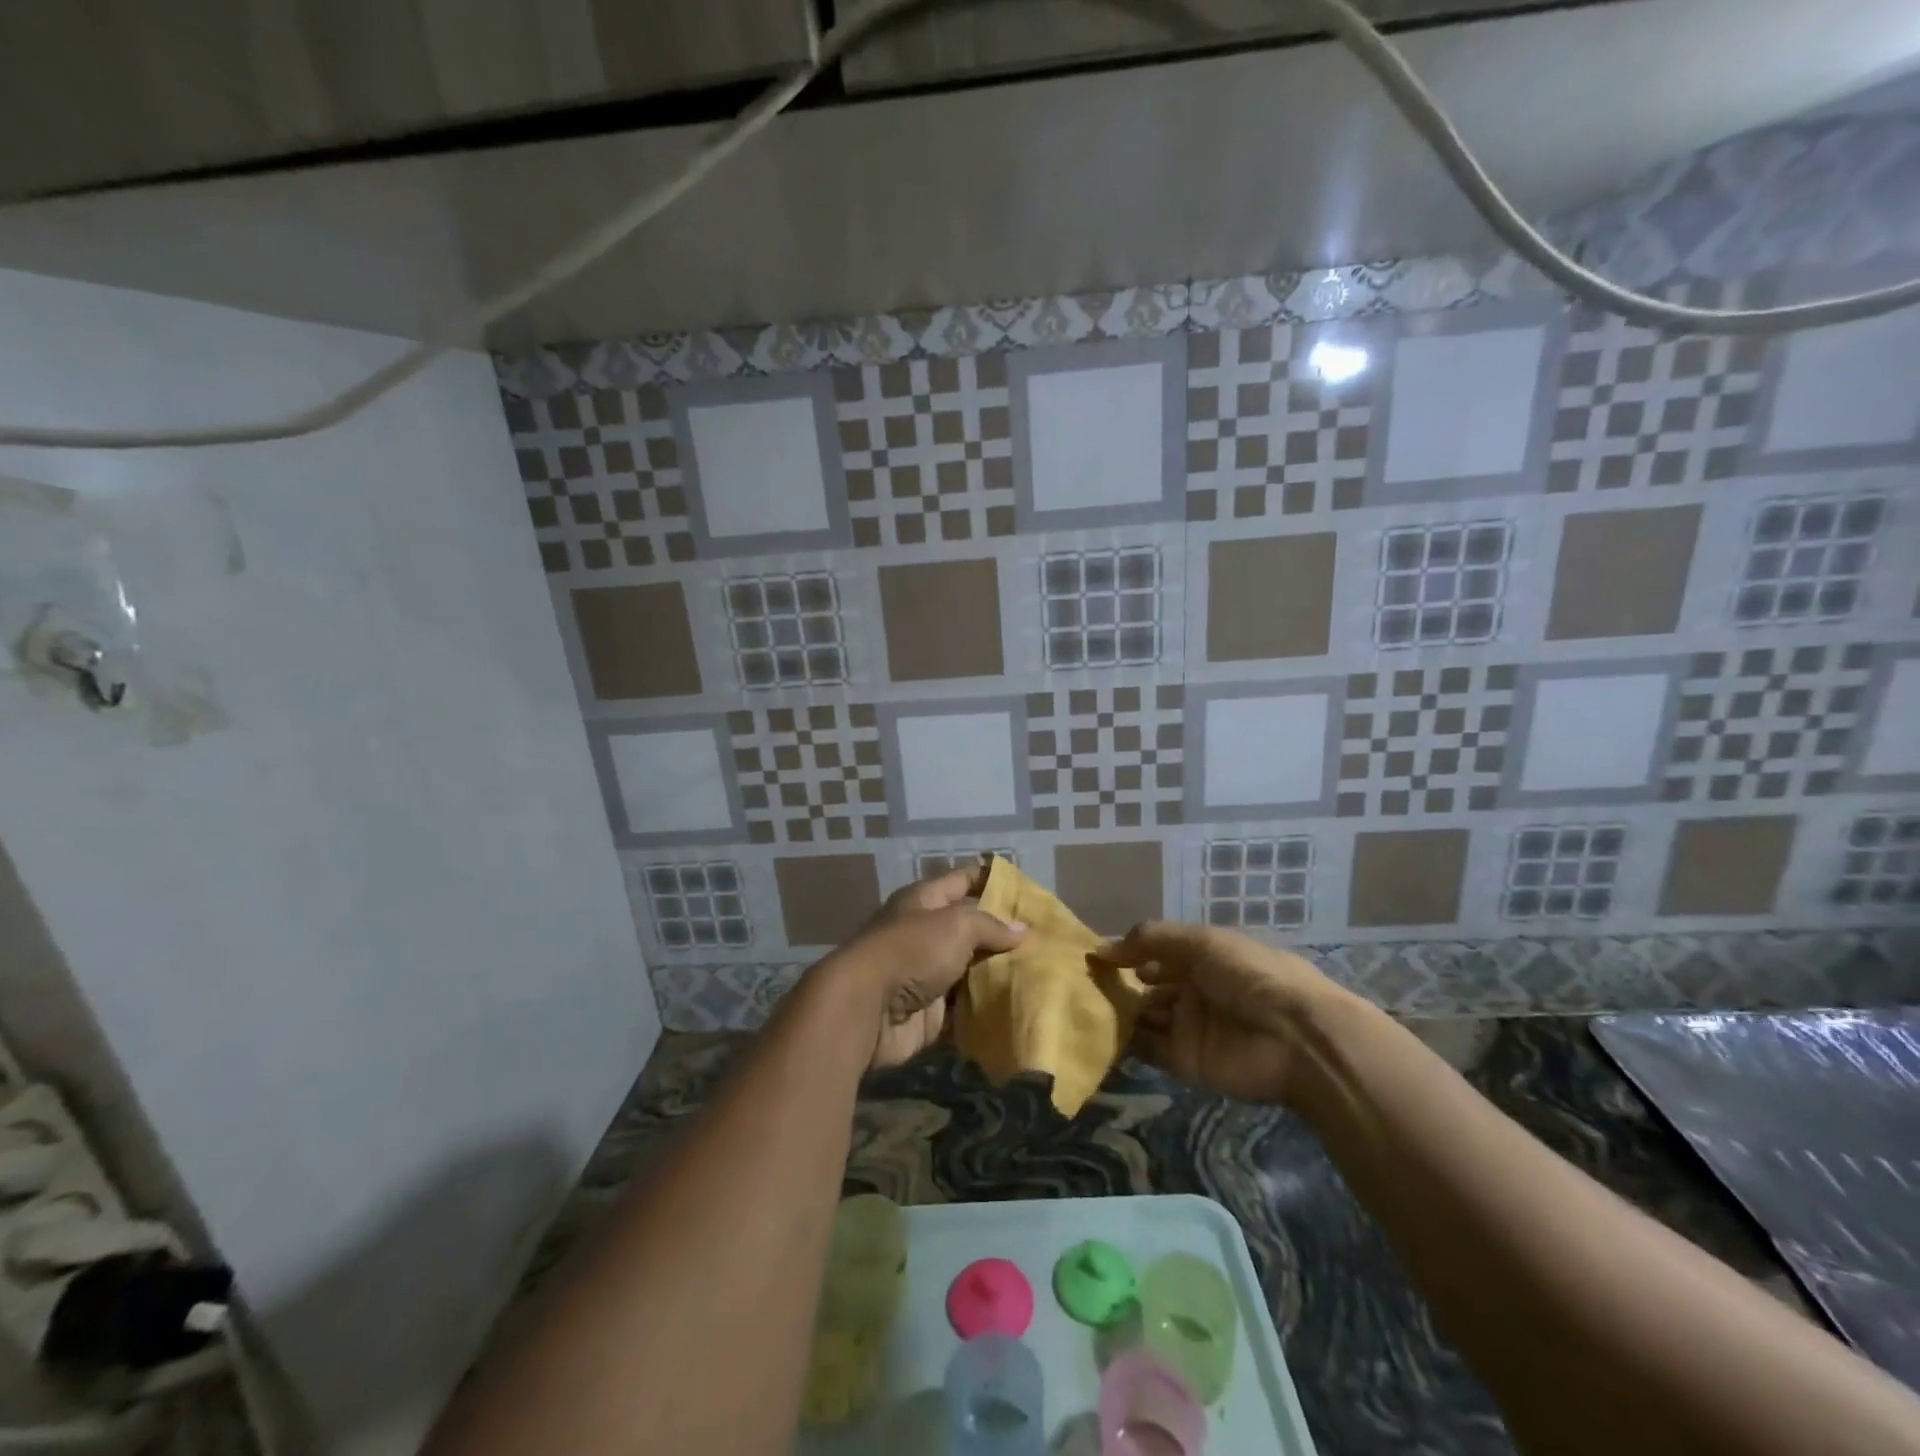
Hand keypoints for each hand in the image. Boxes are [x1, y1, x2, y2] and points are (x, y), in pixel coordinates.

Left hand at [827, 867, 1024, 1068]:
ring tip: (1041, 977)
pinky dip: (986, 1012)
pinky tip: (1019, 1010)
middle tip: (1045, 942)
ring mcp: (926, 976)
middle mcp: (924, 934)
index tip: (1025, 888)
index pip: (963, 880)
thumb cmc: (911, 951)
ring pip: (970, 973)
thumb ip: (990, 926)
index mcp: (924, 901)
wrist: (866, 1009)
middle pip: (970, 930)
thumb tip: (1021, 930)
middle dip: (1004, 936)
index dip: (991, 879)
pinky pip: (965, 1011)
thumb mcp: (956, 925)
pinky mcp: (929, 1014)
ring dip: (998, 977)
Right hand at [1098, 922, 1346, 1104]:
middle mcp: (1193, 989)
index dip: (1125, 951)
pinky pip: (1148, 1050)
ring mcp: (1189, 1026)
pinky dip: (1124, 1043)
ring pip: (1143, 1016)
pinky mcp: (1185, 1062)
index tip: (1089, 953)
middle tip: (1077, 982)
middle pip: (1145, 985)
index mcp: (1202, 956)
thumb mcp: (1201, 941)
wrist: (1297, 1039)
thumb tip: (1100, 948)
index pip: (1154, 951)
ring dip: (1116, 1011)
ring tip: (1079, 1005)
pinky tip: (1095, 1033)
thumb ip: (1149, 940)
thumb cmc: (1250, 975)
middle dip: (1116, 982)